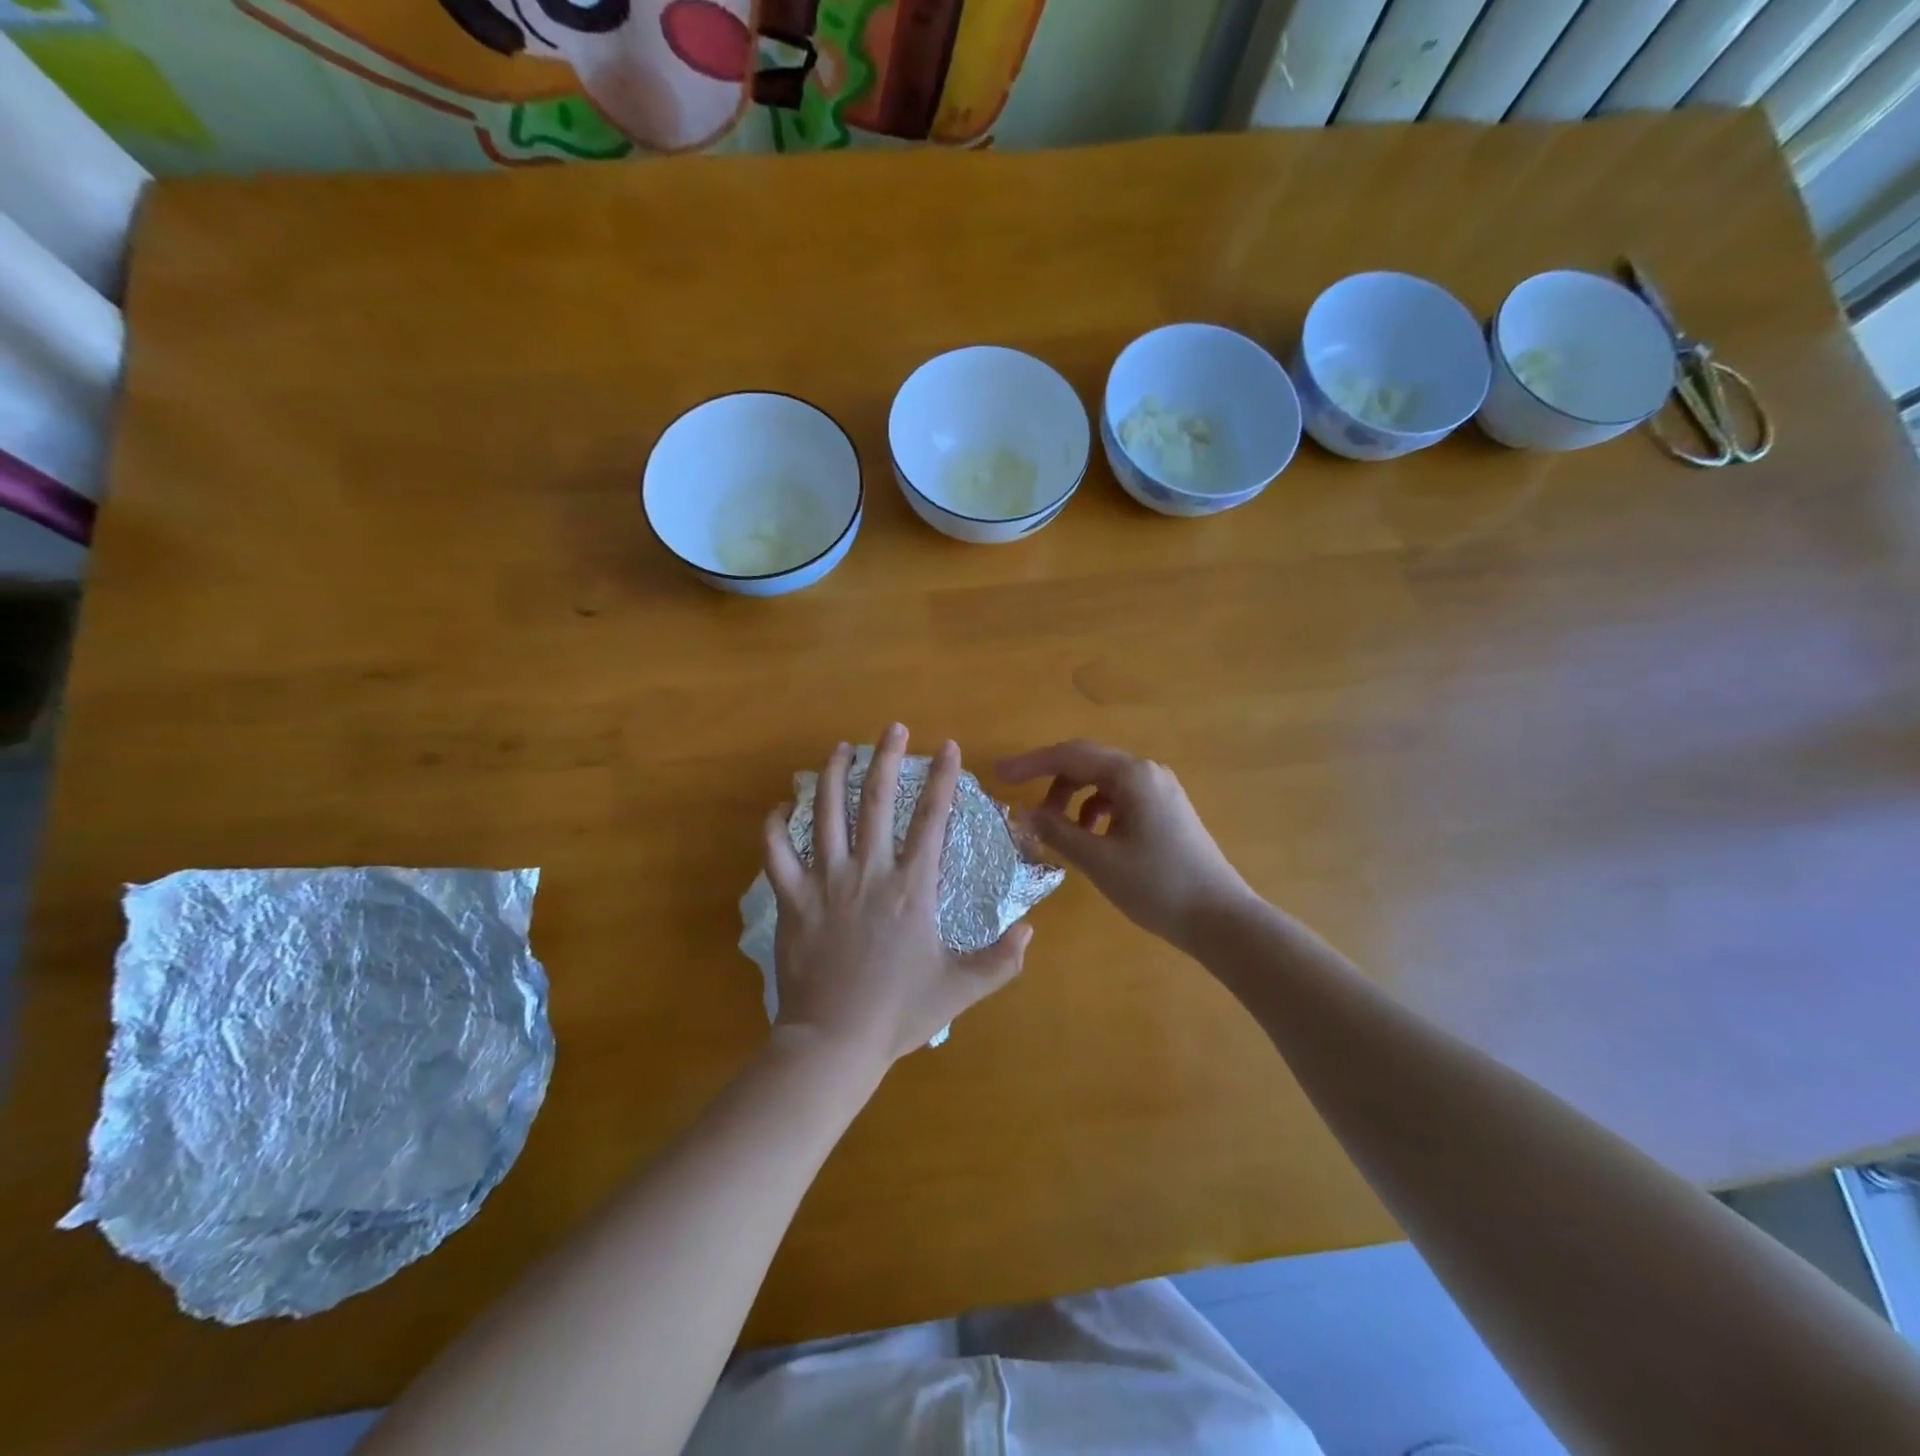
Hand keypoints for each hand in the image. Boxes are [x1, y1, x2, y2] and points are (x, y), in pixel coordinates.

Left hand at [764, 726, 1033, 1065]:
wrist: (833, 1042)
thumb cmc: (898, 1013)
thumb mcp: (961, 988)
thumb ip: (1001, 960)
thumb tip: (1030, 930)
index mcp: (912, 888)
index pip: (932, 819)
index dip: (943, 779)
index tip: (949, 747)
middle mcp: (869, 872)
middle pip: (878, 801)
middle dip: (887, 758)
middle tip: (893, 727)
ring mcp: (825, 882)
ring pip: (827, 813)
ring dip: (833, 775)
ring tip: (841, 749)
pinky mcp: (792, 899)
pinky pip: (777, 853)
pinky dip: (776, 826)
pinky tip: (781, 806)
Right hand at [997, 740, 1252, 948]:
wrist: (1221, 919)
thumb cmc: (1158, 885)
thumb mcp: (1099, 860)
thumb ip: (1058, 831)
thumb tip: (1023, 813)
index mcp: (1132, 775)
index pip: (1069, 756)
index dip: (1030, 764)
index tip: (998, 775)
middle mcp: (1147, 773)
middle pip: (1086, 763)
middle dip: (1050, 780)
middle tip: (1019, 802)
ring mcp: (1160, 791)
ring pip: (1102, 782)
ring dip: (1072, 798)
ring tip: (1055, 829)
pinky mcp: (1165, 811)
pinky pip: (1119, 798)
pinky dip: (1094, 811)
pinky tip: (1088, 838)